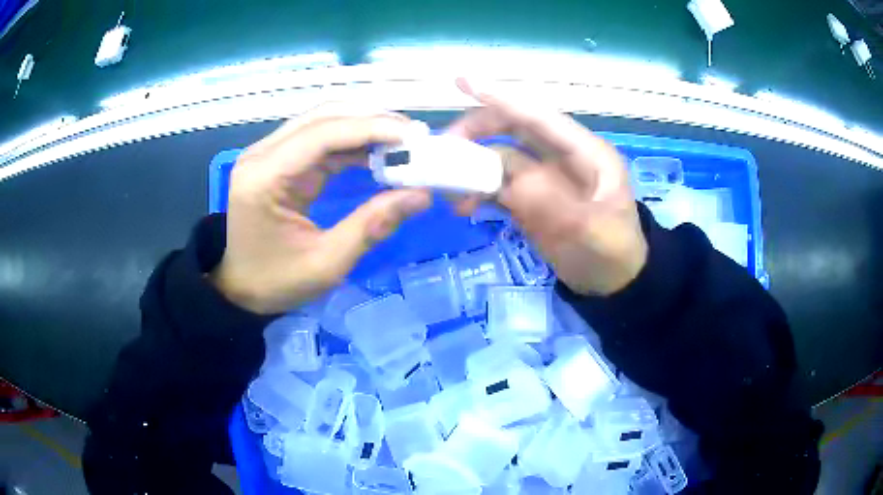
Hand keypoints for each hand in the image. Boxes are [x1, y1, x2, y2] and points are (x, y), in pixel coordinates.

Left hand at [210, 104, 431, 313]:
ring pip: (323, 122)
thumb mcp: (326, 263)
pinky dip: (352, 142)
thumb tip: (421, 194)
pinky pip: (320, 139)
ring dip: (364, 128)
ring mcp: (268, 153)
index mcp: (264, 177)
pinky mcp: (278, 160)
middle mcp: (262, 154)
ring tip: (403, 143)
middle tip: (413, 137)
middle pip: (322, 117)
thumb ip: (372, 225)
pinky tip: (378, 153)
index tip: (412, 137)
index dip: (370, 129)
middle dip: (371, 121)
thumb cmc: (276, 282)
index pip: (321, 135)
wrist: (240, 289)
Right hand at [447, 79, 646, 295]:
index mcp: (585, 153)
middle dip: (476, 132)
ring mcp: (543, 178)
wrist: (613, 284)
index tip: (463, 82)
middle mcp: (561, 157)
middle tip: (443, 150)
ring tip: (451, 194)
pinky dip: (477, 192)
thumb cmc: (613, 255)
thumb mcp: (593, 233)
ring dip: (472, 169)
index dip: (502, 98)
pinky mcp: (530, 199)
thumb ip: (553, 205)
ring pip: (499, 158)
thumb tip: (508, 182)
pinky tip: (464, 208)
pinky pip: (497, 186)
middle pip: (513, 129)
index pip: (539, 117)